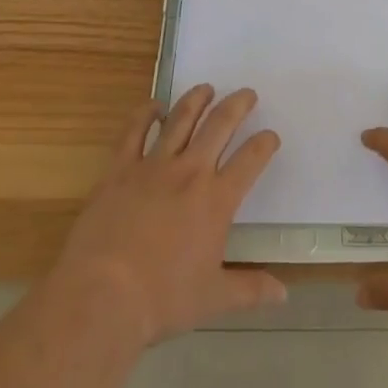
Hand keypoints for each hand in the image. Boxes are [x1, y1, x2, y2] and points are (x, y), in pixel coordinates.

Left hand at [53, 84, 284, 346]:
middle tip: (247, 93)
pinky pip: (134, 132)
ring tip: (206, 88)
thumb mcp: (213, 298)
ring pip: (180, 119)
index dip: (265, 144)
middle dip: (237, 105)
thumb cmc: (162, 299)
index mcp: (217, 199)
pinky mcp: (120, 169)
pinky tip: (153, 106)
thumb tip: (284, 294)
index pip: (250, 160)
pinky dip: (145, 114)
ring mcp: (153, 166)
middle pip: (220, 125)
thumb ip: (251, 290)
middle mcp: (190, 172)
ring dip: (196, 100)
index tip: (270, 136)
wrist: (103, 297)